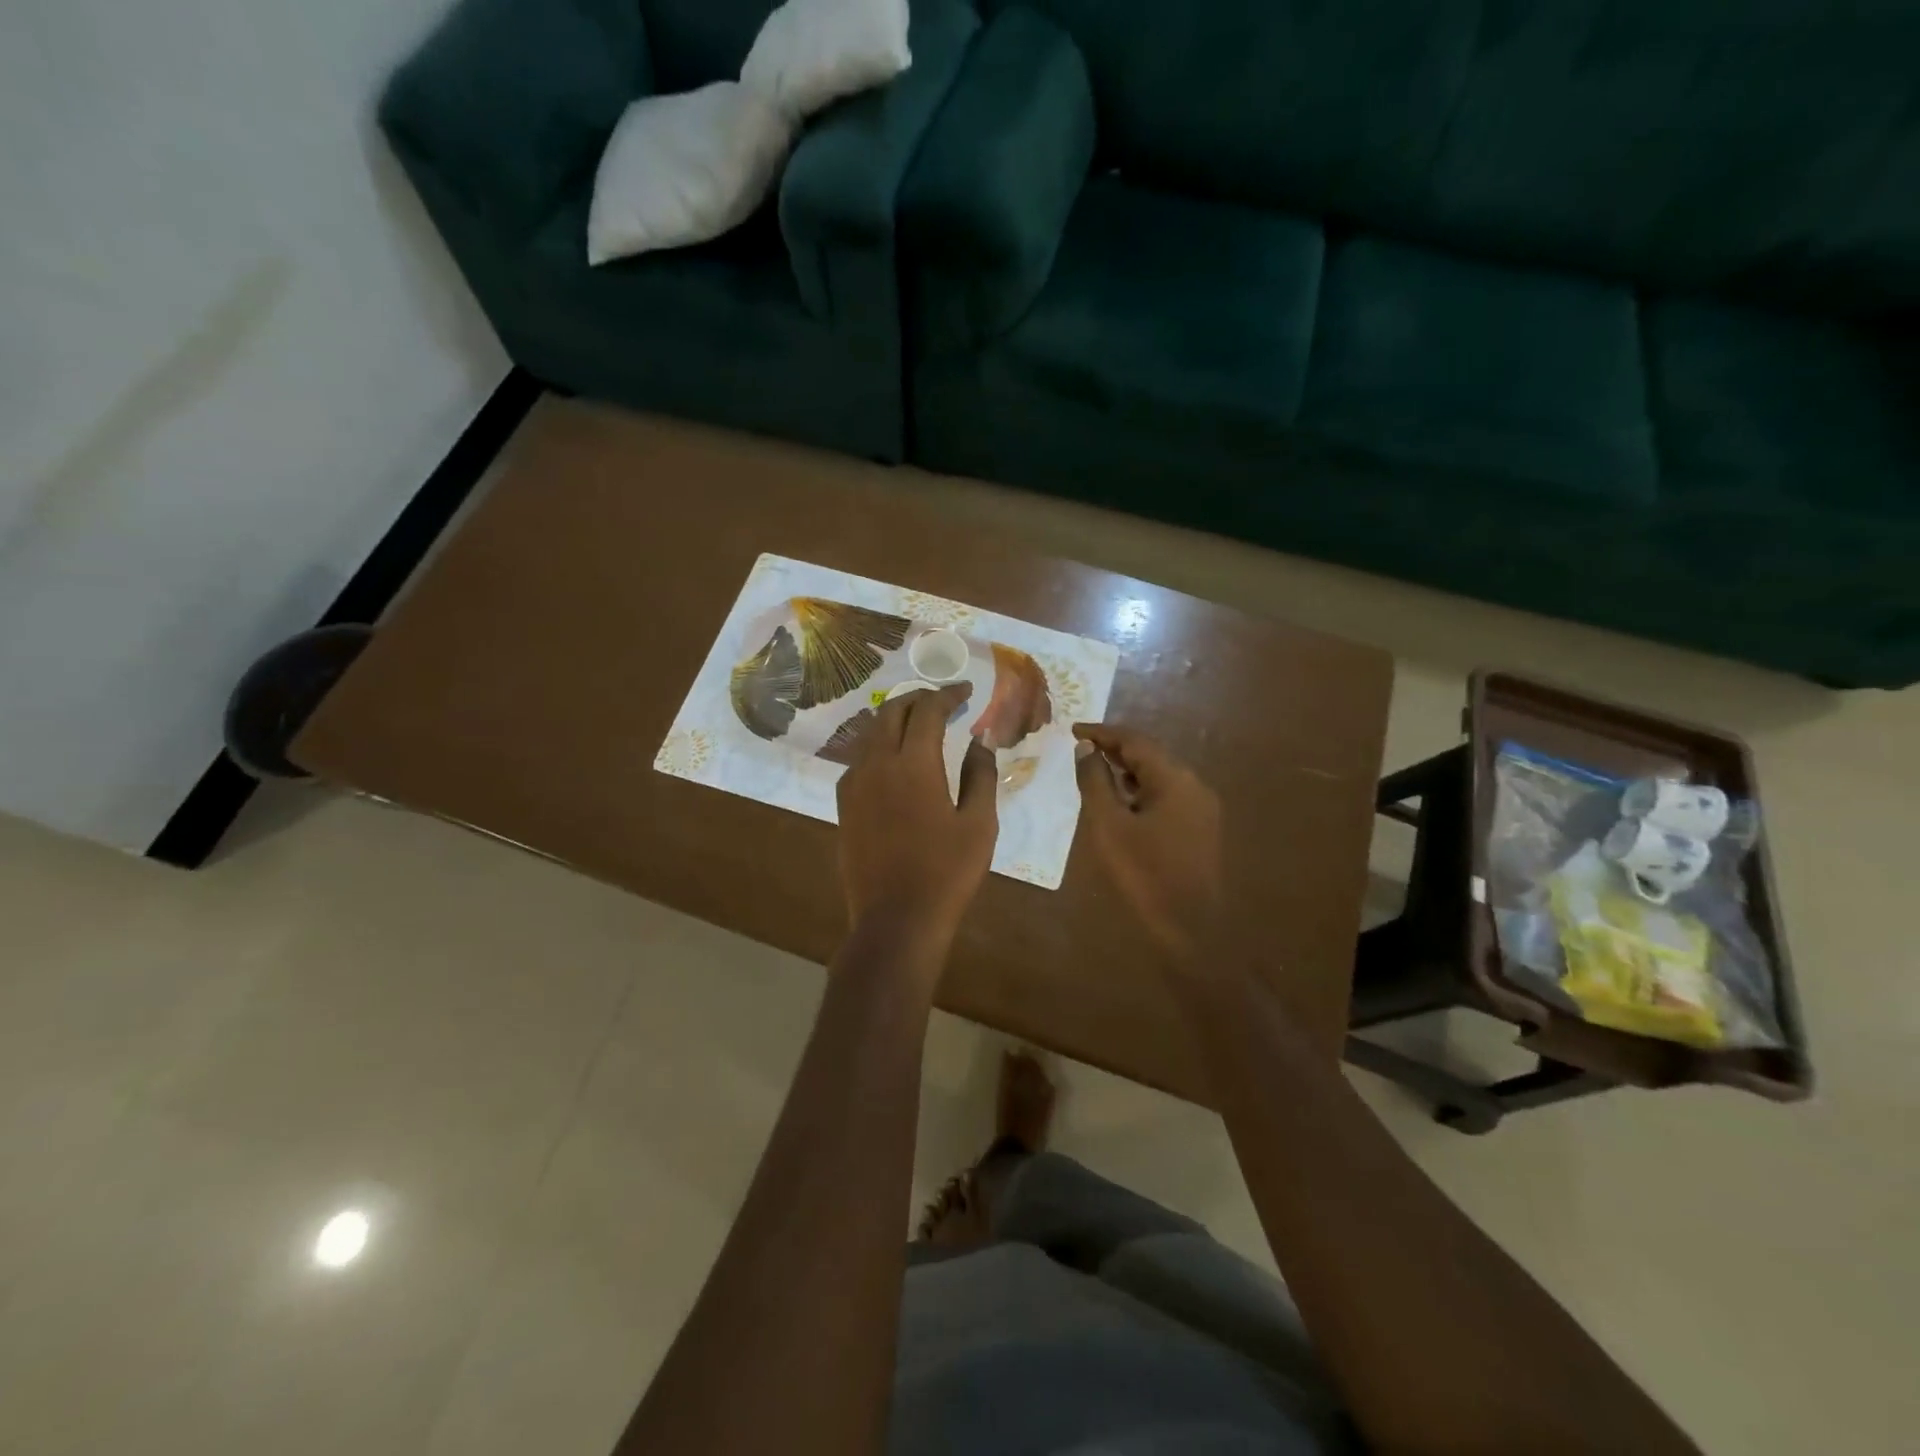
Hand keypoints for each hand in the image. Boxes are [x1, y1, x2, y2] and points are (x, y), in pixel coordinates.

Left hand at [837, 684, 998, 948]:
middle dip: (918, 698)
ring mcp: (855, 784)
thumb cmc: (947, 873)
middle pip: (892, 712)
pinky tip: (896, 759)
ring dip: (896, 718)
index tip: (966, 691)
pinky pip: (861, 757)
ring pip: (871, 732)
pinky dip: (880, 744)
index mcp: (914, 764)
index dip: (948, 695)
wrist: (895, 920)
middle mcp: (877, 764)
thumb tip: (981, 740)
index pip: (928, 710)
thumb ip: (980, 775)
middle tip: (944, 701)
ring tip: (921, 723)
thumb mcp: (978, 824)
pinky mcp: (844, 804)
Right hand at [1074, 723, 1222, 964]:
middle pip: (1150, 755)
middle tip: (1081, 749)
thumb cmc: (1144, 874)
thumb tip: (1087, 749)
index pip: (1135, 741)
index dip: (1102, 732)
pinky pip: (1167, 796)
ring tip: (1096, 772)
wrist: (1190, 928)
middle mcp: (1194, 785)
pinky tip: (1122, 802)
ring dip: (1128, 770)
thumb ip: (1095, 782)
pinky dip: (1141, 791)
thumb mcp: (1109, 826)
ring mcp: (1201, 808)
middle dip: (1115, 749)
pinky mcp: (1200, 828)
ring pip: (1159, 776)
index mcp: (1175, 779)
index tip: (1072, 730)